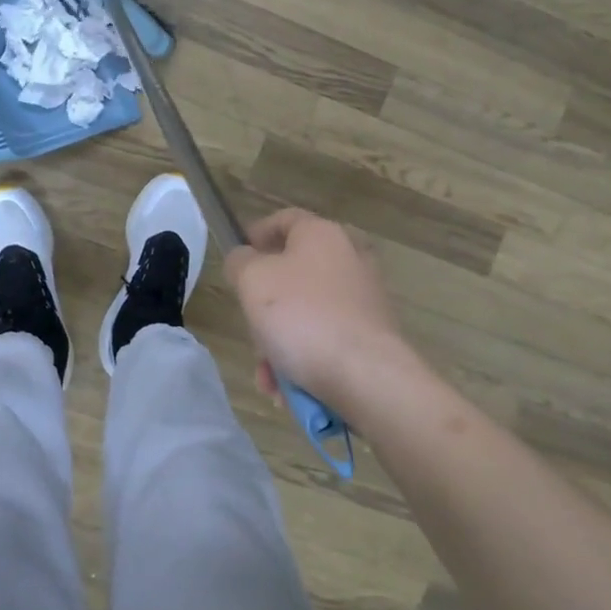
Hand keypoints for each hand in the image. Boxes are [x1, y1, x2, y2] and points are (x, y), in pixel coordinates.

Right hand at [225, 209, 407, 417]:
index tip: (238, 257)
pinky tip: (289, 390)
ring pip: (306, 313)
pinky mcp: (372, 334)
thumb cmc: (302, 317)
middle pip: (292, 273)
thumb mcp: (252, 280)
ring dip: (279, 343)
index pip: (284, 219)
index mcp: (322, 234)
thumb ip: (240, 262)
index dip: (256, 233)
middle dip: (264, 307)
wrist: (367, 376)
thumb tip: (244, 259)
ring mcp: (364, 298)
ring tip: (267, 376)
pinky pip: (326, 340)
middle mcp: (349, 258)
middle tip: (250, 328)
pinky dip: (305, 360)